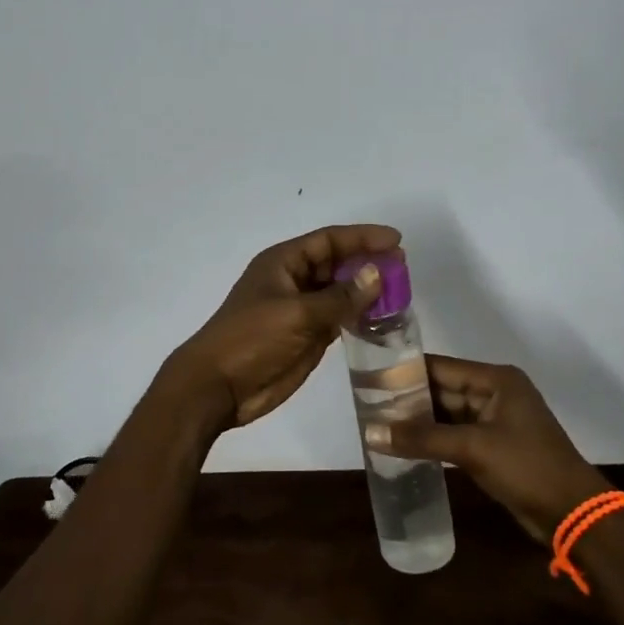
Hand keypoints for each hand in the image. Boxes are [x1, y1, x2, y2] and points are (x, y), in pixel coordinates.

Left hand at [162, 224, 400, 430]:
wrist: (219, 387)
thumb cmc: (252, 339)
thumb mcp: (297, 313)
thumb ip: (340, 297)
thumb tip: (377, 275)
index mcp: (283, 263)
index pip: (328, 240)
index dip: (362, 237)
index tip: (396, 240)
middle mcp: (293, 281)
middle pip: (336, 264)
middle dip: (368, 262)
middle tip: (403, 268)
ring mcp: (300, 310)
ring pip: (340, 292)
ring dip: (366, 291)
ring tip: (400, 292)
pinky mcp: (307, 336)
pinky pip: (339, 318)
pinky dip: (360, 316)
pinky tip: (383, 318)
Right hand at [366, 356, 608, 544]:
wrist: (573, 514)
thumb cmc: (527, 467)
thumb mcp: (472, 449)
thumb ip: (421, 438)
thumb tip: (370, 432)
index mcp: (496, 380)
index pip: (441, 367)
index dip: (406, 371)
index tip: (369, 376)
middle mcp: (495, 393)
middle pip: (442, 389)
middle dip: (408, 398)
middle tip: (367, 403)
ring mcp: (495, 420)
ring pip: (447, 414)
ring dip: (418, 421)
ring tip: (378, 423)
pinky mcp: (493, 446)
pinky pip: (455, 434)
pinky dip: (432, 439)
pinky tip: (404, 445)